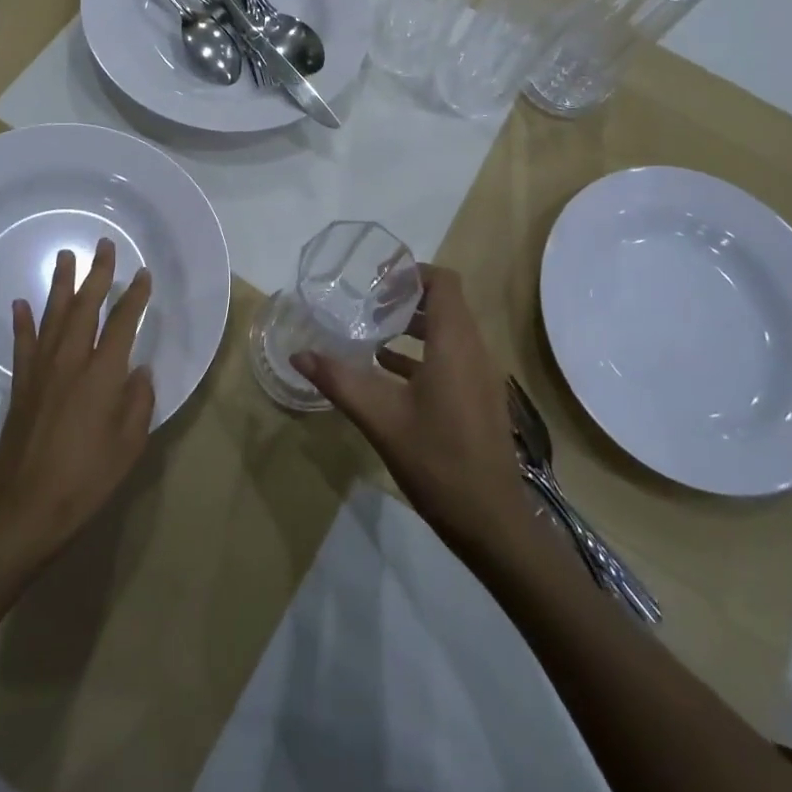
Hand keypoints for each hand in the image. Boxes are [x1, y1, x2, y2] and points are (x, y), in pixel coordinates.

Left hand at [0, 238, 153, 572]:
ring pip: (53, 316)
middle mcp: (71, 362)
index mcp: (103, 375)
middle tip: (103, 246)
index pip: (123, 323)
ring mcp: (41, 371)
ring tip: (65, 257)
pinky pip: (23, 344)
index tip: (143, 275)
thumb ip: (138, 402)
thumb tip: (140, 372)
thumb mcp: (129, 445)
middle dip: (97, 274)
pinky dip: (22, 322)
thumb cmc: (86, 479)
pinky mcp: (21, 386)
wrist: (25, 508)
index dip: (135, 297)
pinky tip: (21, 303)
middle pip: (85, 307)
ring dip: (61, 285)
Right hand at [290, 266, 533, 561]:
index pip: (443, 283)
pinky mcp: (479, 398)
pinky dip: (423, 353)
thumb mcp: (380, 418)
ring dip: (414, 325)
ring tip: (372, 329)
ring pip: (448, 332)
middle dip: (406, 297)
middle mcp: (474, 350)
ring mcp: (481, 375)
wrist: (491, 520)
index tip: (377, 277)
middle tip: (366, 301)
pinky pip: (452, 357)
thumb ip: (339, 380)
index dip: (412, 272)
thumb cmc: (438, 460)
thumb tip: (299, 354)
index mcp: (454, 344)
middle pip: (445, 304)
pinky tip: (388, 369)